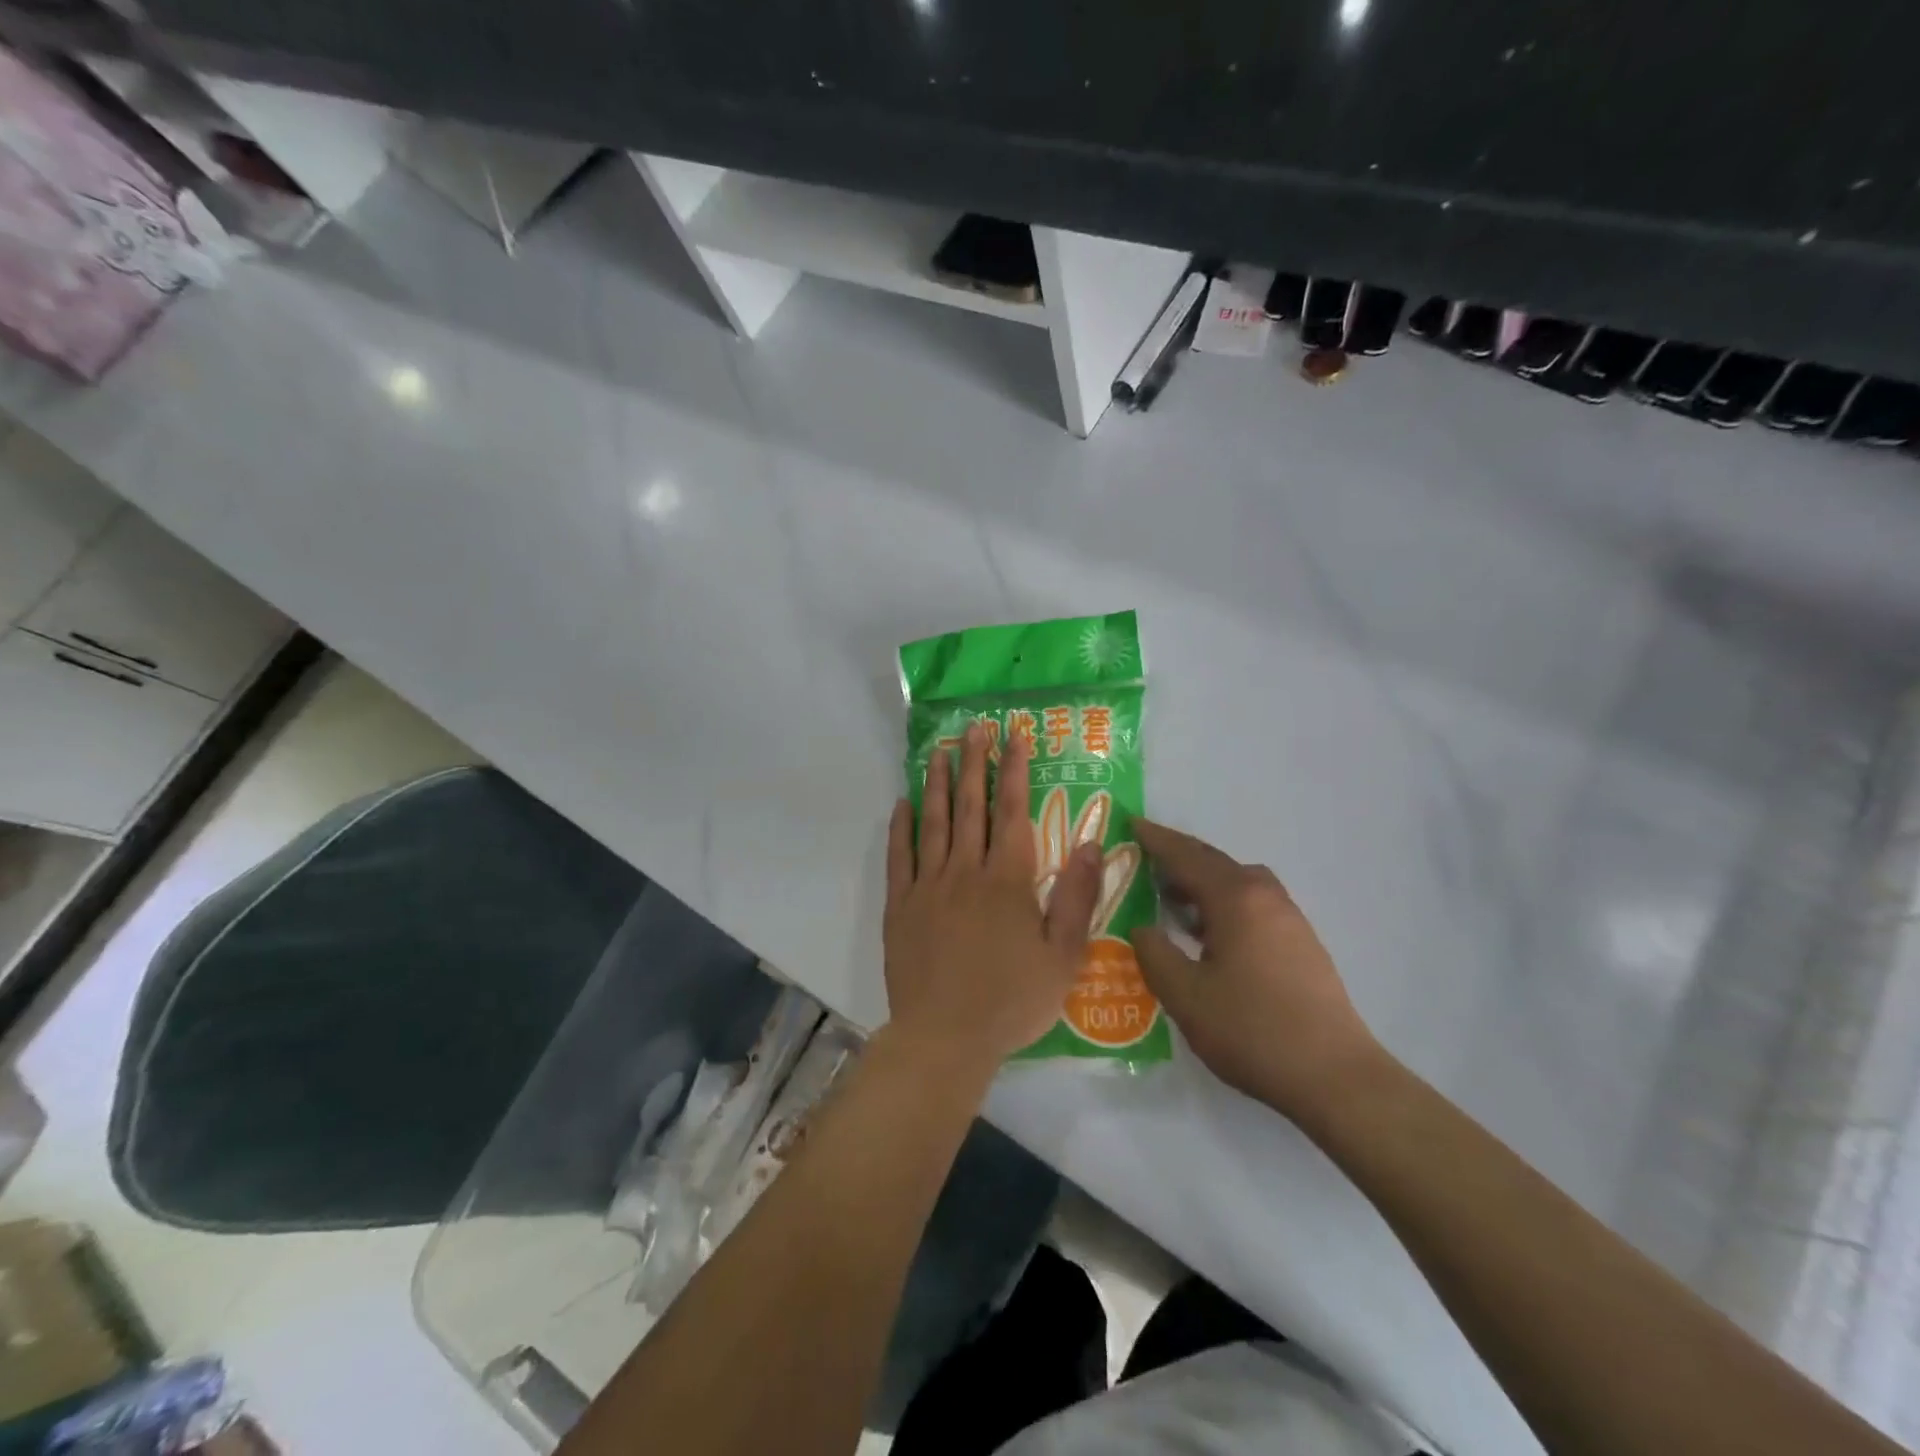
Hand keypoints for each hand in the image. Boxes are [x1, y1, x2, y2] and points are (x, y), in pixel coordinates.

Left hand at [885, 722, 1102, 1069]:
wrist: (945, 1037)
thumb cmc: (1011, 1000)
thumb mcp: (1063, 956)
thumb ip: (1076, 897)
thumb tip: (1092, 844)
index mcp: (1007, 880)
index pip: (1012, 811)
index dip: (1014, 770)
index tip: (1015, 736)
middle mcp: (965, 871)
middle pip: (971, 807)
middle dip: (974, 763)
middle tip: (973, 728)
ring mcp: (928, 886)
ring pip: (933, 823)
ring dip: (938, 784)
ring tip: (939, 752)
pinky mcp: (901, 906)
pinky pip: (899, 857)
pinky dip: (900, 828)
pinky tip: (902, 804)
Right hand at [1130, 820, 1381, 1123]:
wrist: (1335, 1076)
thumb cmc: (1252, 1030)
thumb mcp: (1185, 995)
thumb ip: (1155, 954)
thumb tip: (1143, 928)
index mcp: (1235, 899)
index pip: (1186, 856)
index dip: (1155, 839)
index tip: (1130, 822)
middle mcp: (1264, 896)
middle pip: (1214, 862)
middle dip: (1178, 857)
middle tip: (1143, 858)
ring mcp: (1289, 918)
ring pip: (1237, 883)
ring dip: (1202, 882)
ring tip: (1171, 899)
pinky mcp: (1301, 942)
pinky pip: (1252, 904)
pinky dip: (1223, 903)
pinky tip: (1209, 934)